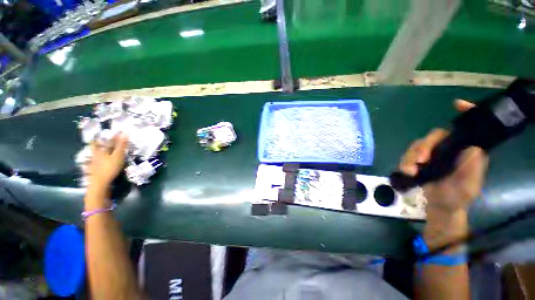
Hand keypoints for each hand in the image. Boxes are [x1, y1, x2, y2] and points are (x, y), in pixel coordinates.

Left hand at [87, 134, 128, 189]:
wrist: (100, 184)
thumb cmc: (110, 168)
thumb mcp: (118, 155)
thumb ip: (122, 145)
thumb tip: (125, 132)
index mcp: (99, 151)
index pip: (98, 140)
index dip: (101, 135)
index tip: (106, 132)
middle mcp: (95, 155)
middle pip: (95, 147)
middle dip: (98, 143)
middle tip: (101, 140)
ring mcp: (94, 163)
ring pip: (95, 155)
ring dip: (99, 152)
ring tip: (103, 151)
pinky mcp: (95, 170)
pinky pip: (96, 163)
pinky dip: (98, 161)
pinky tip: (101, 162)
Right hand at [399, 100, 488, 213]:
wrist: (439, 206)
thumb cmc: (457, 198)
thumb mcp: (467, 188)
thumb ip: (471, 170)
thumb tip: (473, 148)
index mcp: (465, 152)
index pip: (468, 130)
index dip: (466, 114)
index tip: (457, 104)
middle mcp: (449, 149)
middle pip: (435, 136)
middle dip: (425, 146)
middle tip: (420, 161)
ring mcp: (432, 154)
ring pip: (418, 145)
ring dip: (412, 156)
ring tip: (410, 170)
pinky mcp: (418, 160)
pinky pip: (408, 154)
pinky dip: (405, 161)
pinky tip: (406, 171)